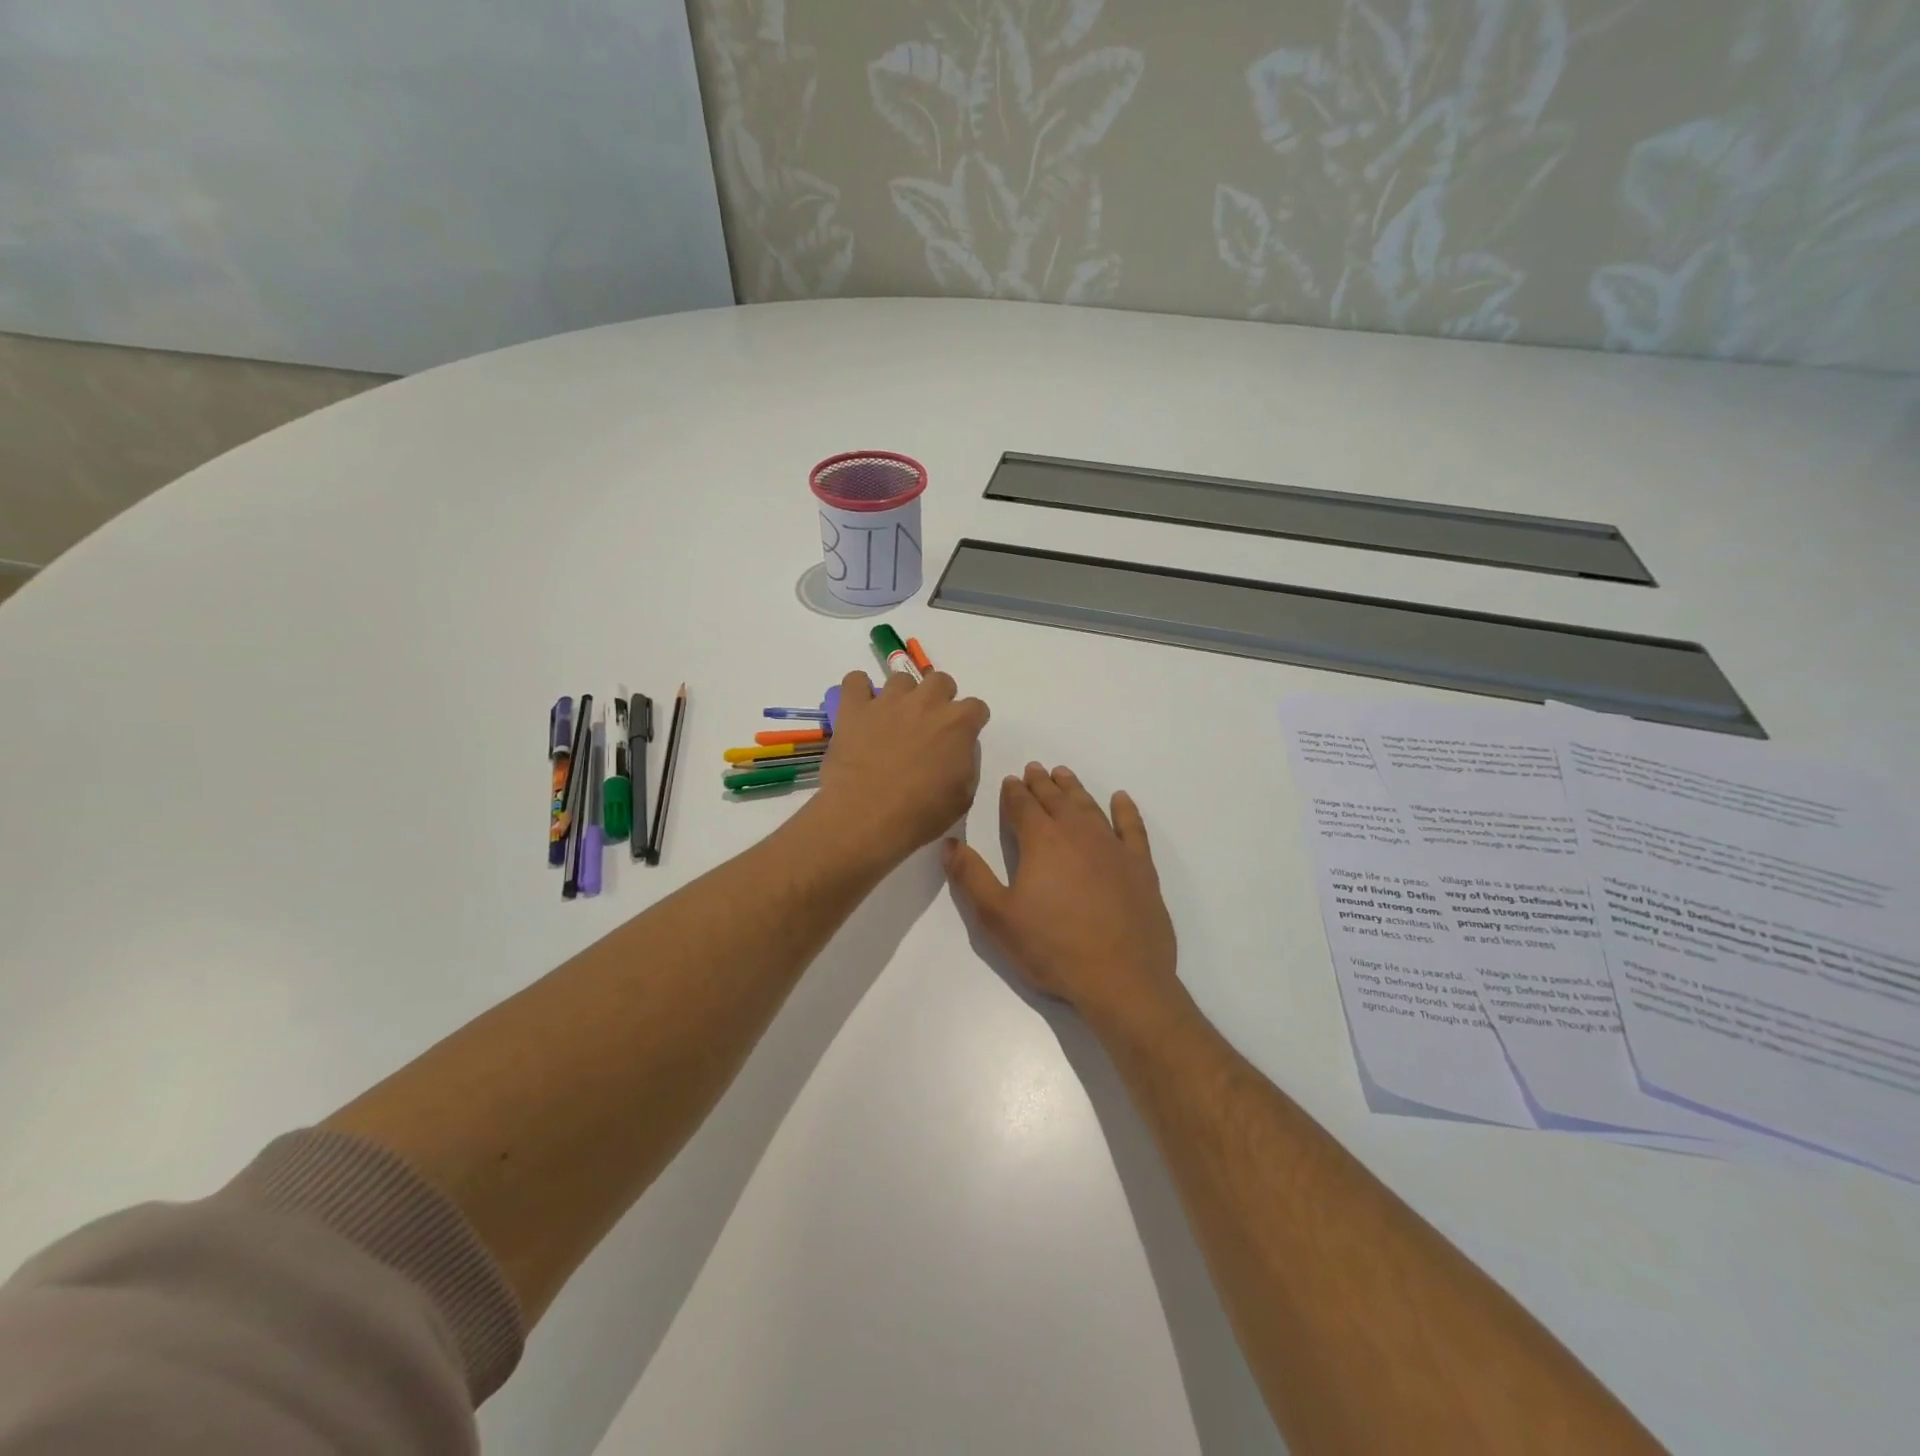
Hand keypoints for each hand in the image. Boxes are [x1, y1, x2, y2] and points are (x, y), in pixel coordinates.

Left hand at [812, 669, 990, 867]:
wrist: (868, 816)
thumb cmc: (922, 814)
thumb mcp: (963, 796)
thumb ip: (966, 763)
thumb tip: (958, 749)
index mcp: (958, 724)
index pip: (976, 707)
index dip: (969, 722)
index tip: (961, 737)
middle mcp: (926, 702)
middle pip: (940, 681)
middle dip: (938, 699)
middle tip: (927, 725)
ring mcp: (888, 701)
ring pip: (901, 678)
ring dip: (902, 696)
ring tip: (892, 720)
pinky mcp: (855, 709)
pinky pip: (855, 681)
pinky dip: (859, 691)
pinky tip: (861, 710)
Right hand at [944, 763, 1179, 1029]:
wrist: (1121, 978)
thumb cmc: (1052, 948)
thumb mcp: (997, 918)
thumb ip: (970, 876)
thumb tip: (949, 843)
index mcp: (1042, 842)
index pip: (1023, 806)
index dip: (1013, 792)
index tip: (1010, 780)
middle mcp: (1077, 833)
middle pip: (1056, 799)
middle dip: (1041, 783)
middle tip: (1034, 768)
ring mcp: (1113, 847)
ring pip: (1089, 806)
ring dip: (1074, 789)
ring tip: (1064, 775)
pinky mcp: (1140, 865)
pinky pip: (1132, 827)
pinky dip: (1125, 809)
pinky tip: (1120, 799)